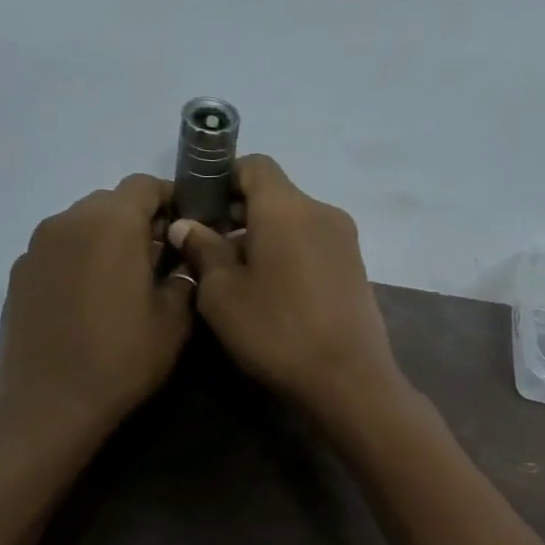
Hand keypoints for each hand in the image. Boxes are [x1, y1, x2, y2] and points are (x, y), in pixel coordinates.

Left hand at [0, 174, 194, 440]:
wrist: (48, 406)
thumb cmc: (121, 360)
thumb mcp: (173, 322)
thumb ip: (184, 277)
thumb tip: (180, 257)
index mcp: (111, 224)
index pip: (144, 184)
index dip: (170, 199)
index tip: (185, 228)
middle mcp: (69, 221)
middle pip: (111, 201)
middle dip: (138, 221)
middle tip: (159, 260)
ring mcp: (37, 247)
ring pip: (82, 224)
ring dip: (107, 239)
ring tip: (123, 282)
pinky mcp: (19, 273)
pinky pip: (58, 249)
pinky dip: (79, 259)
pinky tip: (89, 300)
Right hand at [167, 155, 409, 425]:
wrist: (348, 379)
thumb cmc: (276, 330)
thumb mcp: (222, 294)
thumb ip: (203, 250)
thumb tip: (188, 225)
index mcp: (287, 207)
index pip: (254, 165)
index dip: (222, 178)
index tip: (200, 209)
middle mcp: (322, 211)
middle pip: (275, 195)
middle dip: (239, 214)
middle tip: (210, 252)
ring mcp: (345, 240)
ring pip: (294, 222)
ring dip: (264, 238)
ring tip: (241, 279)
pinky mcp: (356, 267)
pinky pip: (313, 245)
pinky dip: (289, 255)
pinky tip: (275, 294)